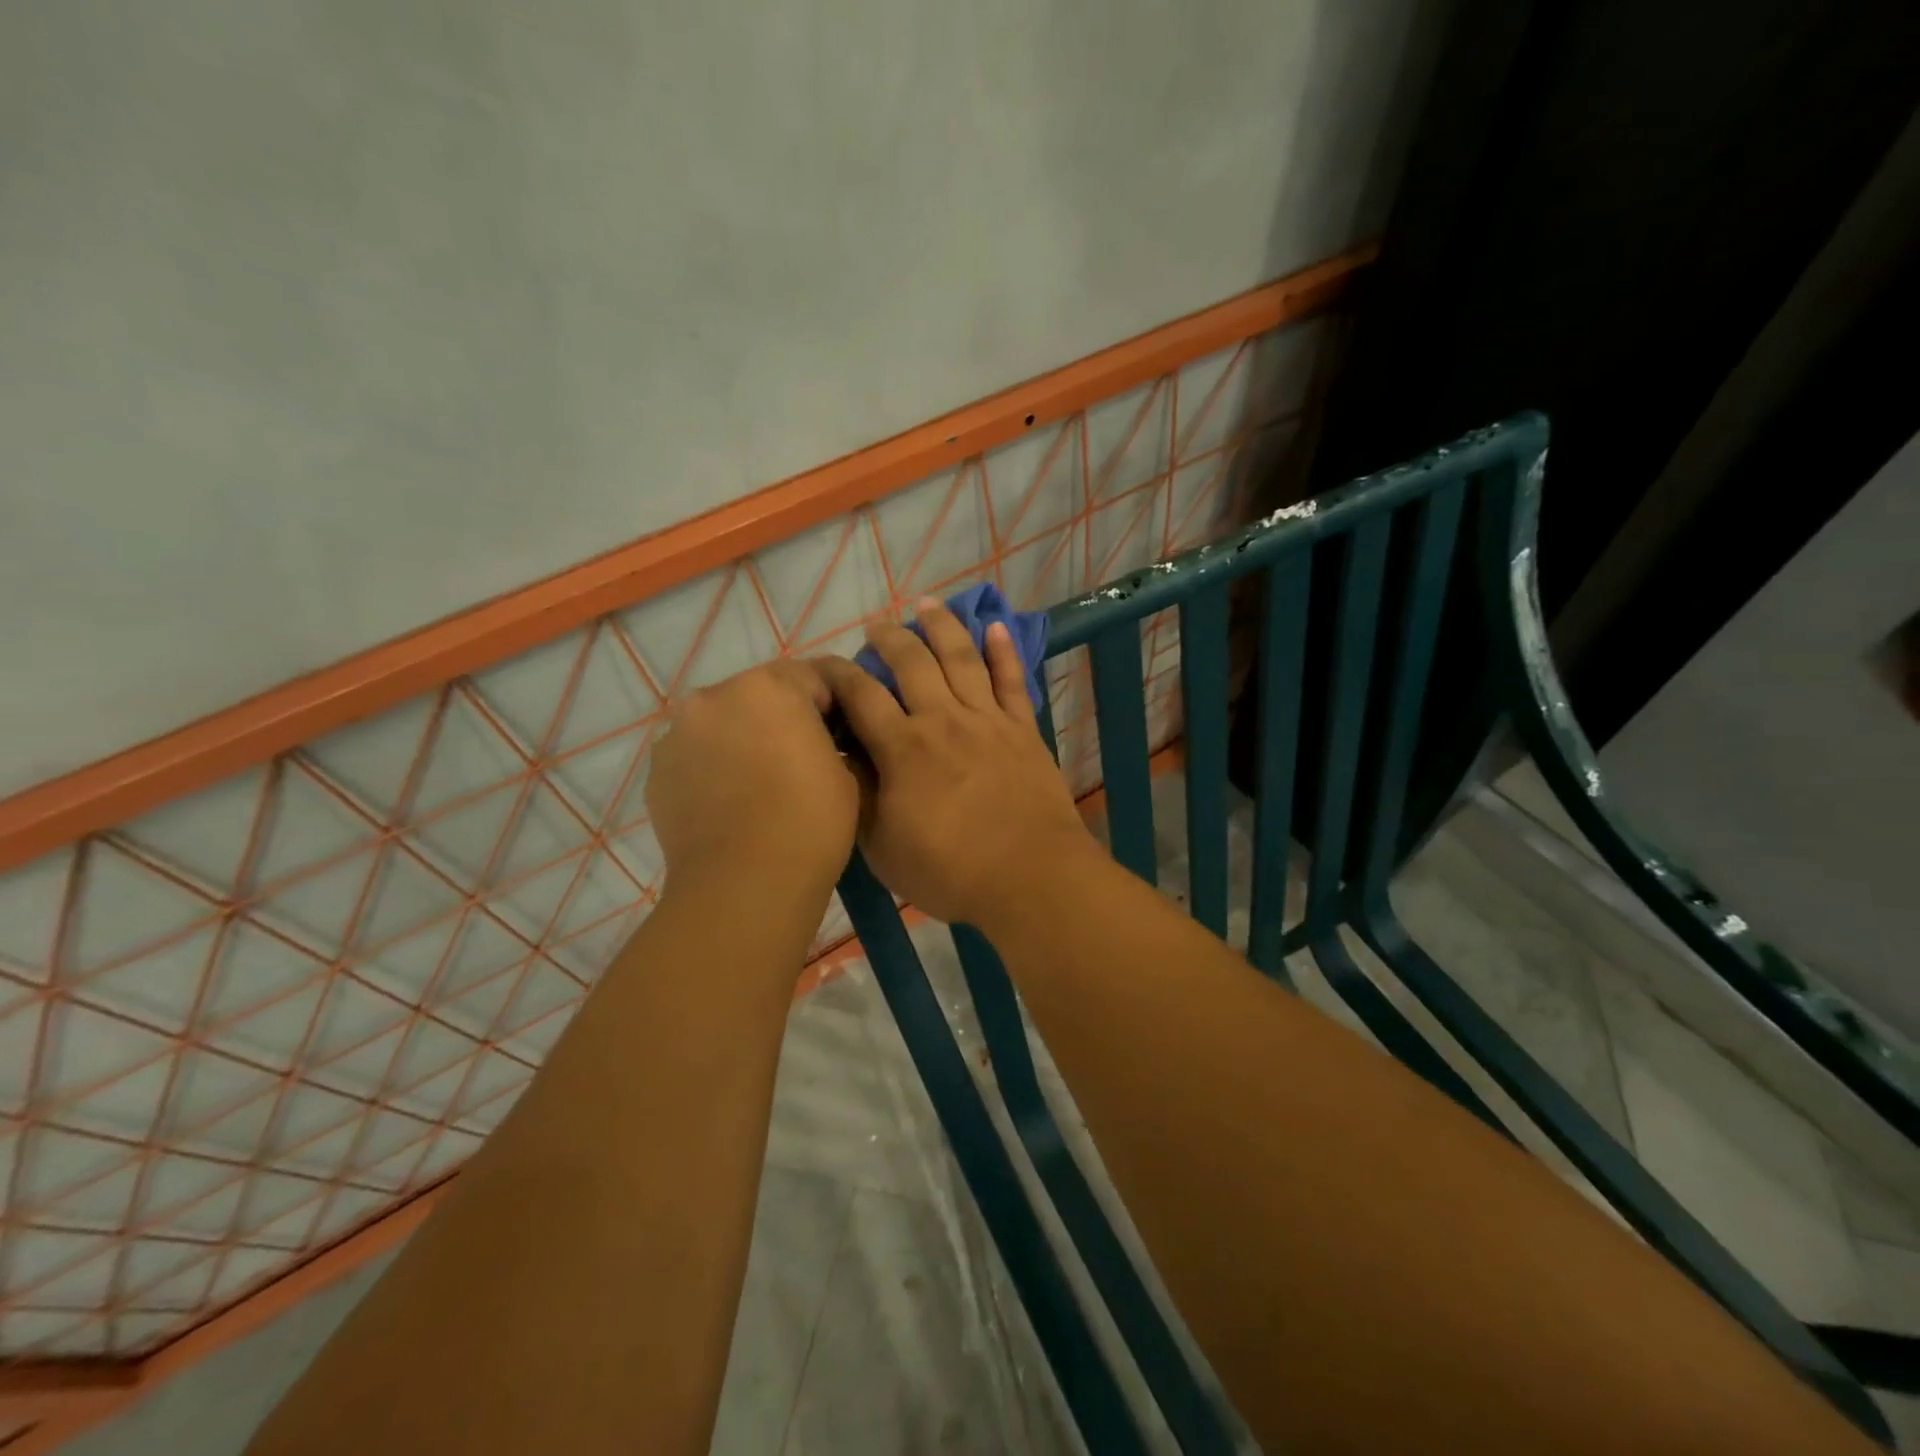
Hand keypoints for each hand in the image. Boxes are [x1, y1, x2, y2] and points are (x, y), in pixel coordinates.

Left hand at [646, 659, 857, 896]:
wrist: (745, 885)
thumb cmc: (810, 822)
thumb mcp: (844, 770)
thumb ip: (826, 736)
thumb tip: (813, 739)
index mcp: (769, 687)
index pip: (810, 675)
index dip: (831, 704)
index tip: (841, 734)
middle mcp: (715, 696)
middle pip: (758, 693)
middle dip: (781, 716)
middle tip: (800, 758)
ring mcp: (678, 733)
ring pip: (721, 722)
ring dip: (742, 738)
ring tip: (760, 784)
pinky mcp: (657, 770)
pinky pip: (695, 754)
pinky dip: (713, 766)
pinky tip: (730, 802)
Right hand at [816, 599, 1095, 925]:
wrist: (1030, 878)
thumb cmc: (950, 871)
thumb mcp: (883, 847)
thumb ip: (859, 798)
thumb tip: (841, 759)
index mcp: (902, 748)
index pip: (861, 694)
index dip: (837, 673)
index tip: (823, 663)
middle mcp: (943, 720)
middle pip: (911, 663)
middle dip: (889, 639)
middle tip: (876, 627)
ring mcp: (987, 720)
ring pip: (961, 659)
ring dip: (942, 627)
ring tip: (927, 604)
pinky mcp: (1023, 729)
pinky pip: (1012, 680)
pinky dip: (1003, 651)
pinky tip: (995, 627)